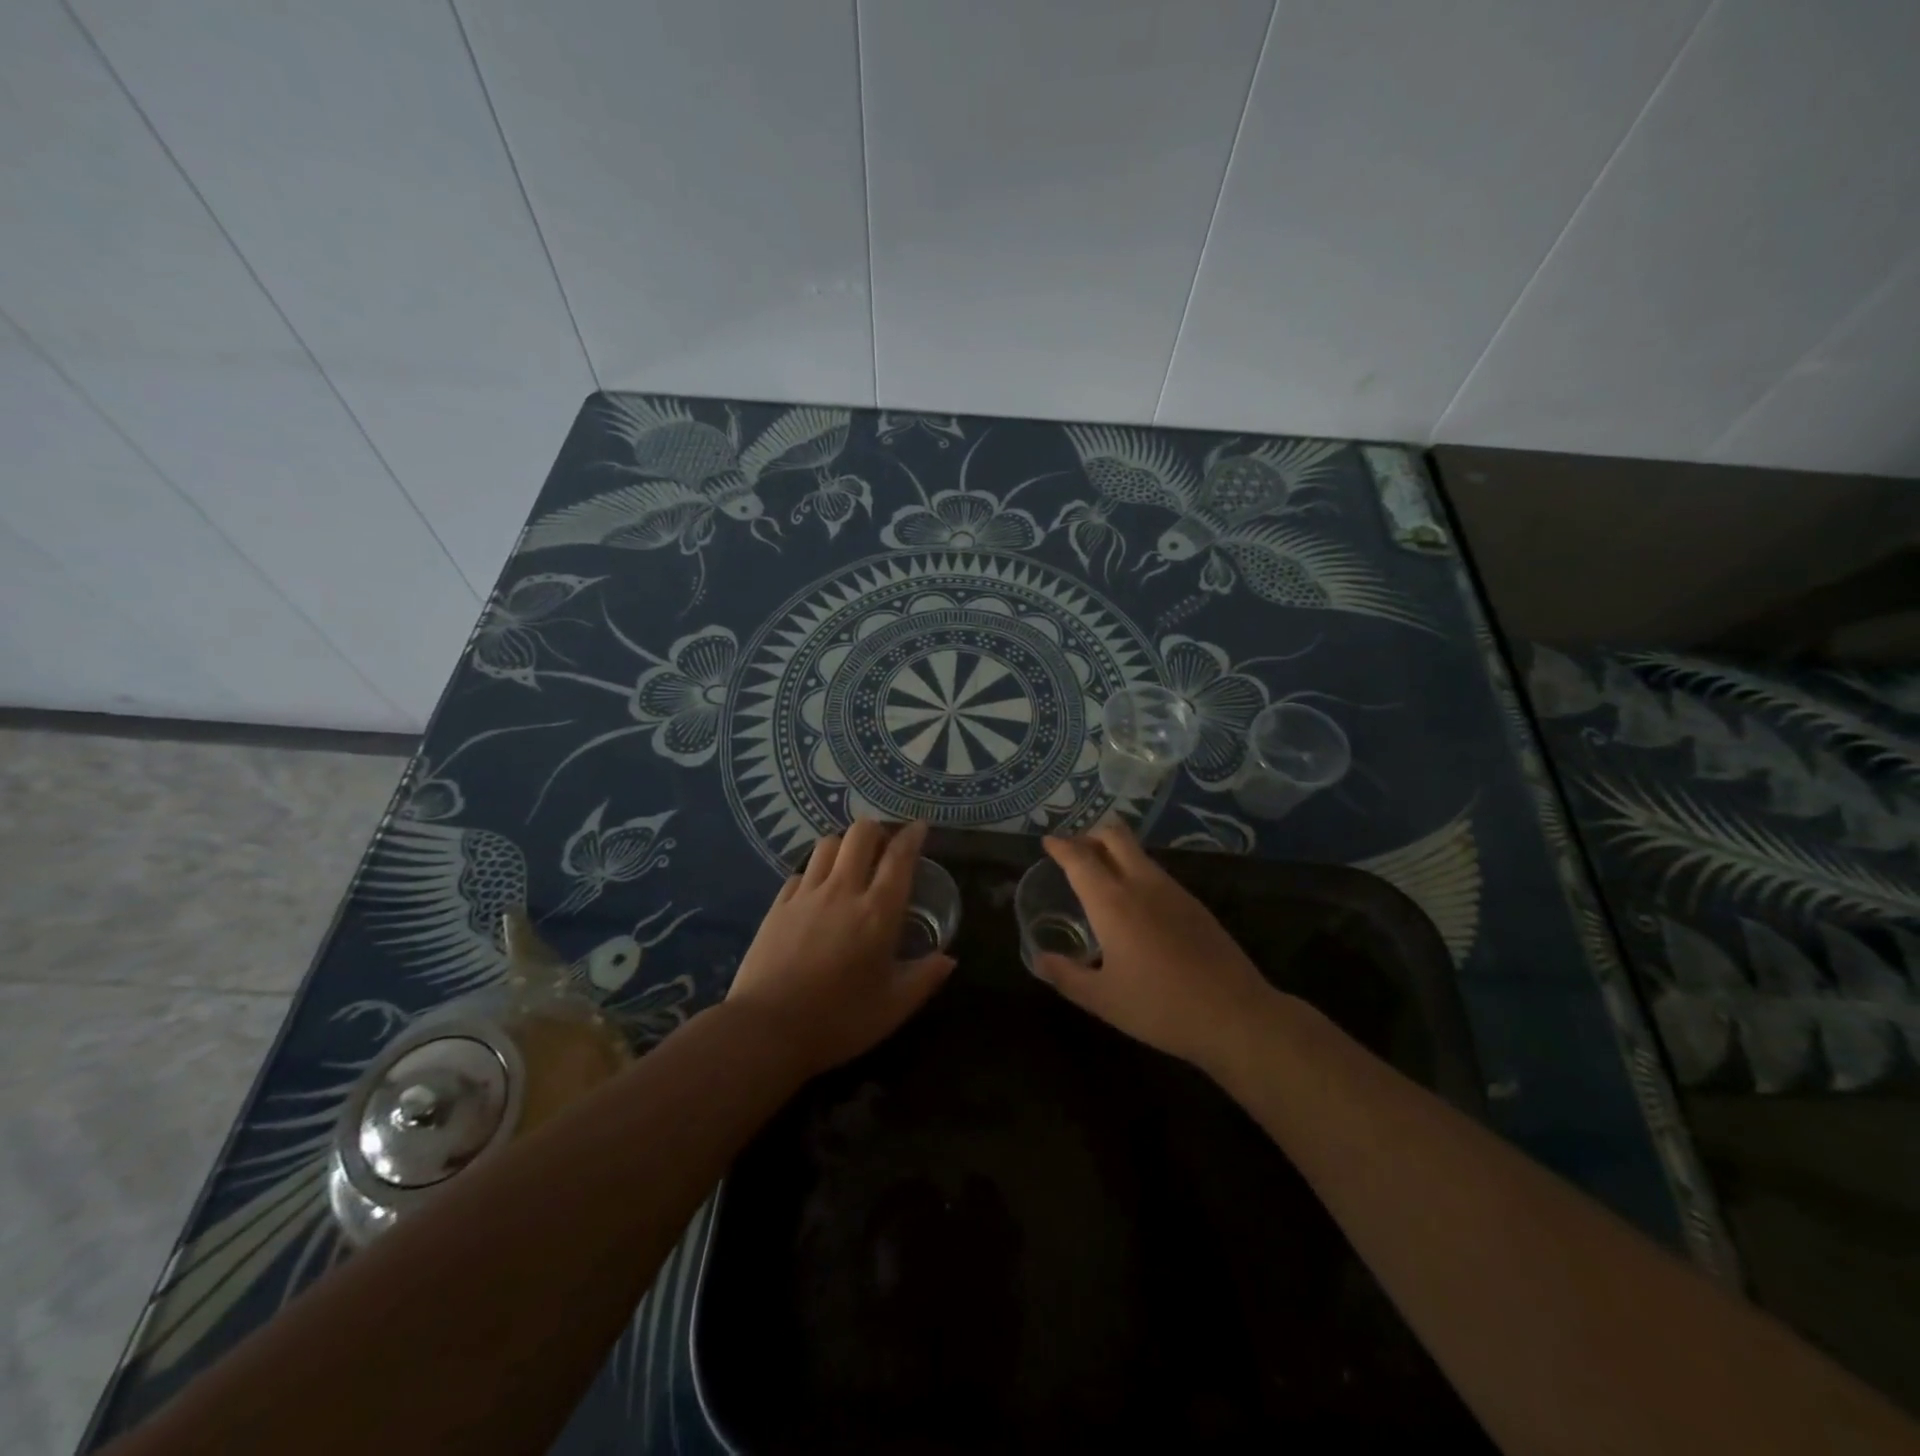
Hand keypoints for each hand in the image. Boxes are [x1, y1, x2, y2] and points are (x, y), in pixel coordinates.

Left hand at [727, 819, 953, 1075]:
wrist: (766, 1030)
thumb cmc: (839, 1020)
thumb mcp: (893, 1007)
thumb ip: (925, 978)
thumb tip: (949, 958)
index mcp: (878, 912)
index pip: (899, 857)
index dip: (912, 836)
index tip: (919, 826)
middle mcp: (843, 891)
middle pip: (860, 834)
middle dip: (877, 831)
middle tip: (884, 847)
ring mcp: (806, 895)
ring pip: (828, 844)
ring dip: (844, 845)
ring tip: (851, 863)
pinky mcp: (778, 905)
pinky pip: (801, 872)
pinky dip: (815, 872)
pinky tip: (817, 890)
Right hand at [1032, 819, 1274, 1069]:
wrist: (1234, 1015)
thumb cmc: (1160, 1007)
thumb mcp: (1103, 1000)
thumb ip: (1066, 976)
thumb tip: (1038, 959)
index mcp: (1113, 903)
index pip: (1080, 859)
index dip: (1061, 846)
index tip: (1048, 841)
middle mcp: (1142, 884)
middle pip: (1114, 836)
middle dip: (1090, 835)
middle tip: (1074, 852)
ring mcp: (1173, 891)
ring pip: (1138, 852)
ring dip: (1114, 851)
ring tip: (1100, 875)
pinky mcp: (1194, 904)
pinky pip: (1156, 872)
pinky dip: (1135, 871)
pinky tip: (1134, 904)